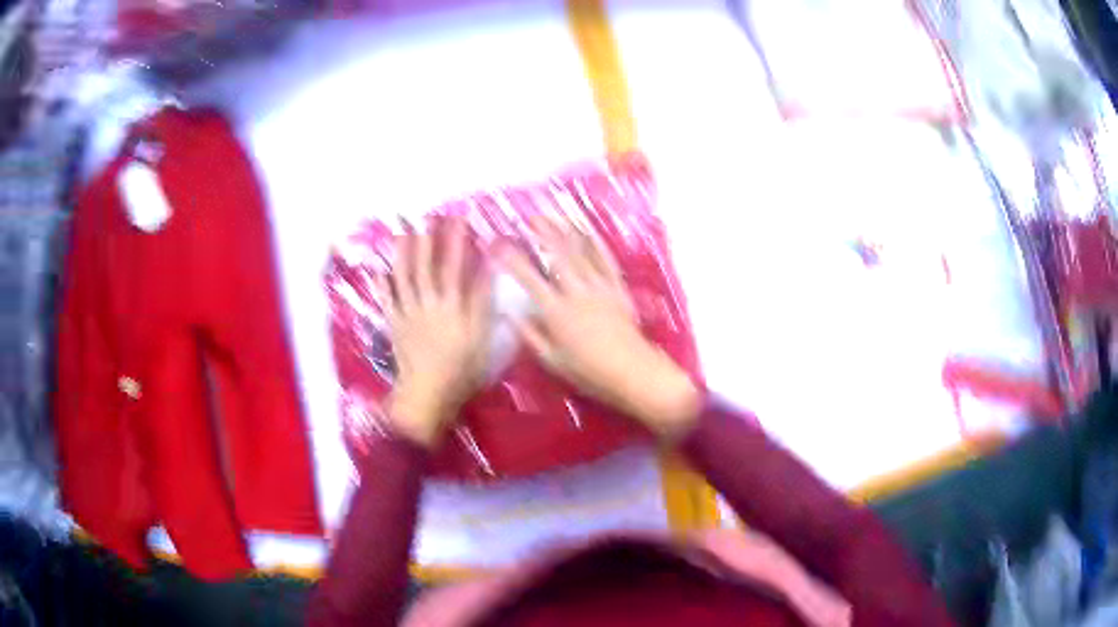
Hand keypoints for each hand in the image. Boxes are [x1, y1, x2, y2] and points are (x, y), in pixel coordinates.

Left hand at [376, 220, 491, 447]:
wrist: (426, 395)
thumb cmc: (460, 371)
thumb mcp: (481, 339)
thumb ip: (482, 304)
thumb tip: (486, 273)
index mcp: (452, 307)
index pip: (455, 268)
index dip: (457, 243)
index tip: (459, 221)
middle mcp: (428, 304)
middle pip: (426, 267)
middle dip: (428, 240)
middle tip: (427, 218)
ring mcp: (407, 314)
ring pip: (404, 278)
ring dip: (403, 254)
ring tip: (403, 233)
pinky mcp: (394, 326)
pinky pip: (387, 301)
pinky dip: (383, 285)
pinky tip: (379, 271)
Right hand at [498, 216, 700, 439]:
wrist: (631, 372)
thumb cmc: (588, 372)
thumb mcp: (552, 361)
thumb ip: (530, 335)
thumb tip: (509, 314)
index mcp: (556, 311)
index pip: (529, 279)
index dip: (512, 259)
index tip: (499, 245)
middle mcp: (576, 292)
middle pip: (557, 255)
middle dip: (542, 233)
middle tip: (529, 217)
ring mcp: (599, 287)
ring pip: (580, 252)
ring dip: (565, 231)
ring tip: (553, 215)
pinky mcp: (617, 289)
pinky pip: (605, 261)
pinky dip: (595, 244)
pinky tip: (587, 232)